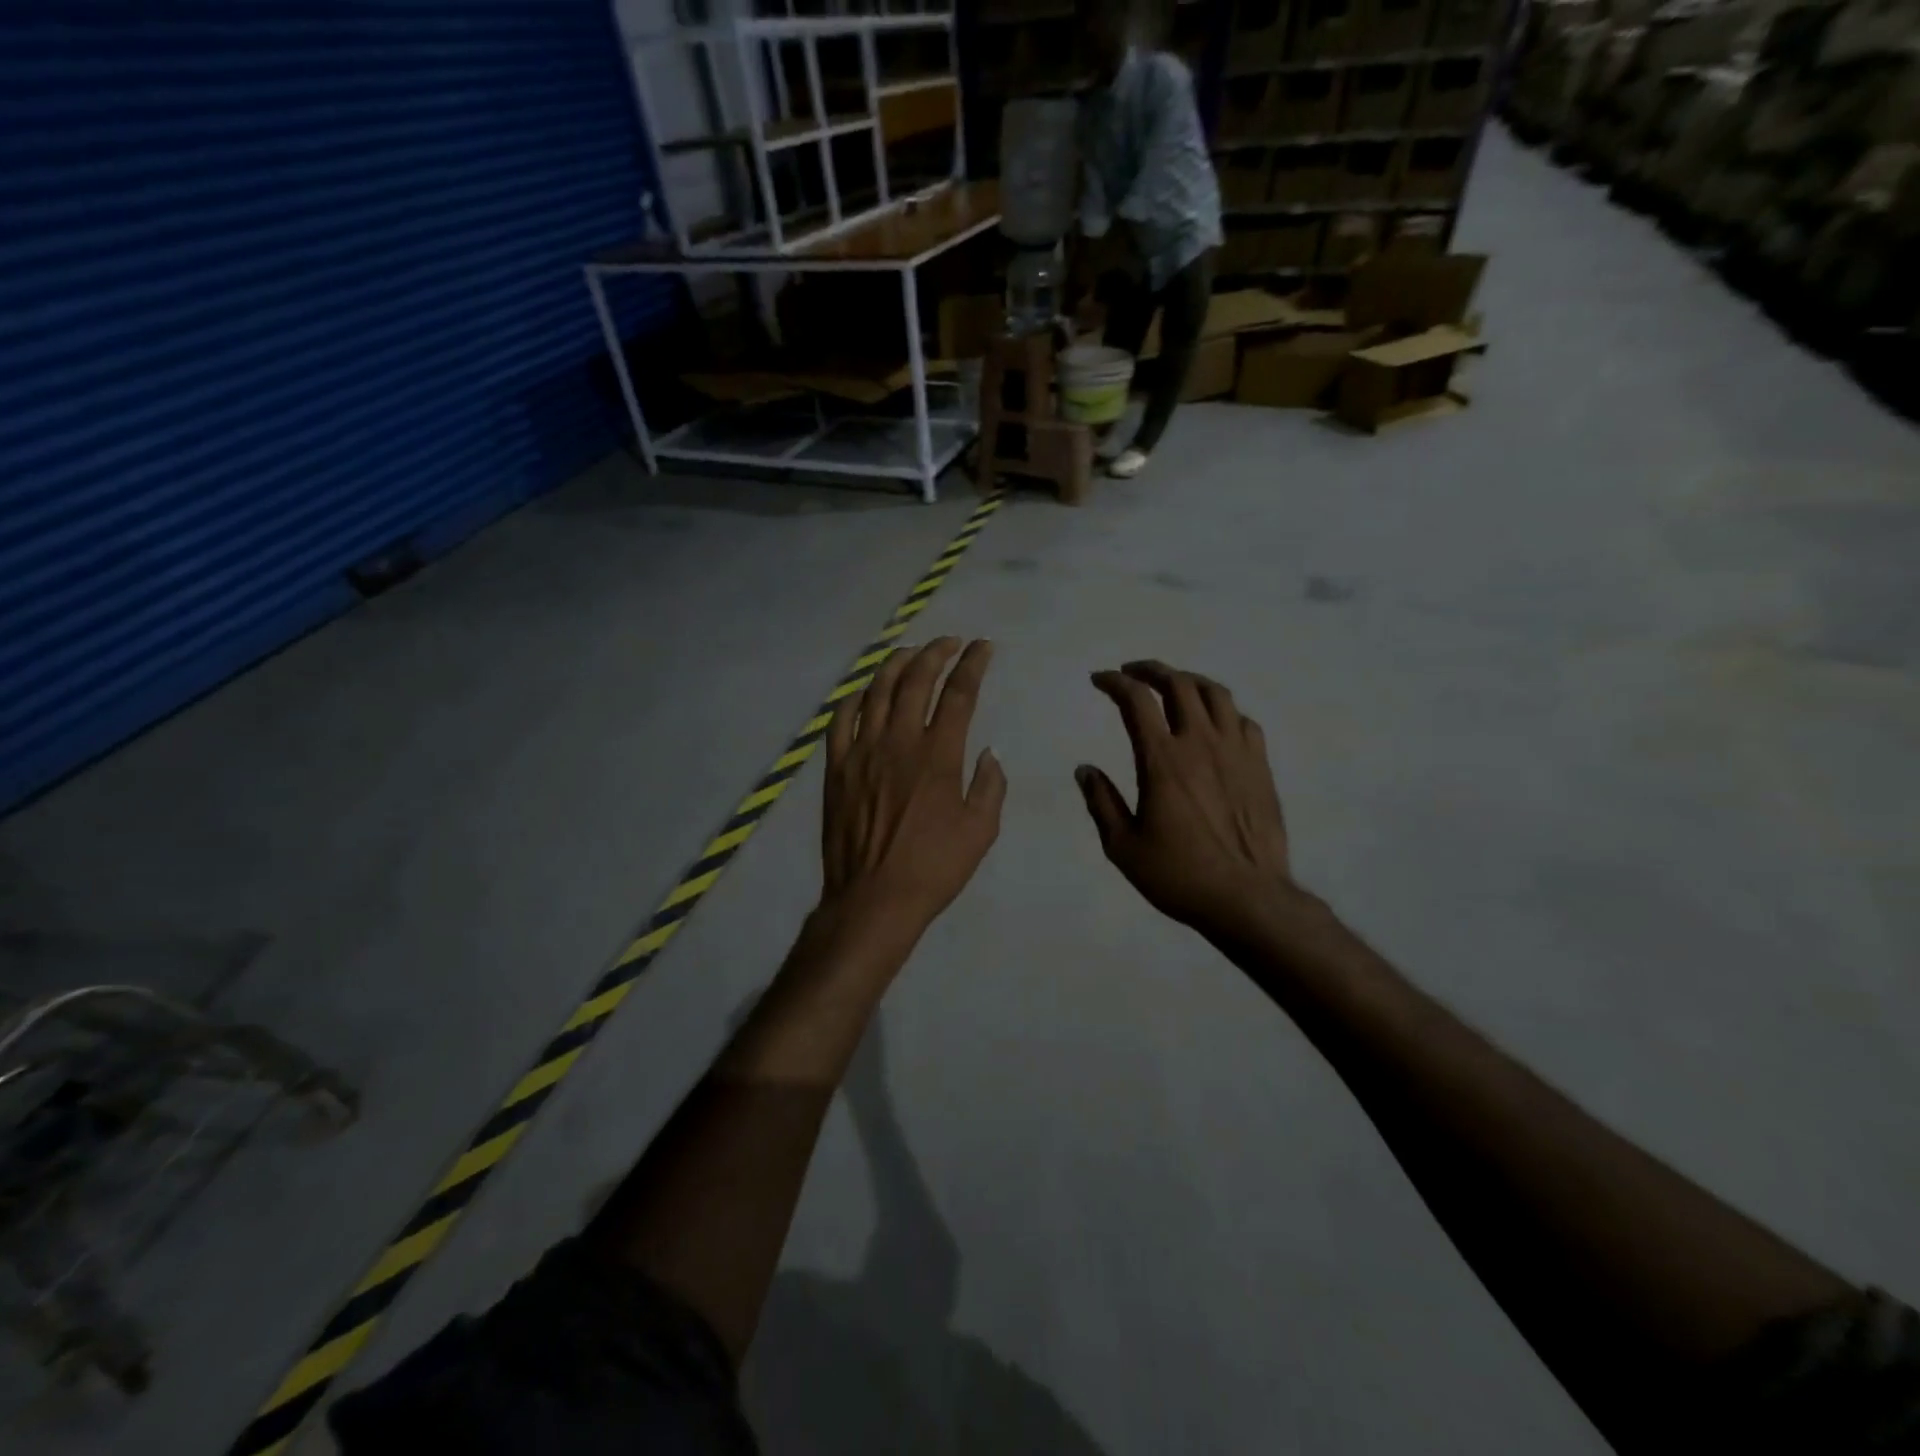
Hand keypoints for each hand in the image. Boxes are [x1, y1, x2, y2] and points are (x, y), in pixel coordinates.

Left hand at [822, 638, 1006, 932]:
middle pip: (916, 680)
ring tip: (911, 651)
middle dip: (936, 652)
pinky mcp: (836, 767)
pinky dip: (855, 696)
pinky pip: (841, 719)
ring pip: (877, 690)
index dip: (973, 664)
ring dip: (896, 663)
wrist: (874, 899)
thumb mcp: (981, 832)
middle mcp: (899, 741)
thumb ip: (989, 786)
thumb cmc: (934, 868)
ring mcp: (862, 751)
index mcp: (939, 755)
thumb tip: (988, 752)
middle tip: (950, 642)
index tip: (982, 647)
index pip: (959, 693)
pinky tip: (865, 689)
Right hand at [1076, 661, 1292, 941]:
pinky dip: (1222, 710)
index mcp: (1162, 759)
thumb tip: (1084, 769)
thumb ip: (1101, 802)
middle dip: (1150, 670)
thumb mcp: (1123, 846)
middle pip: (1179, 684)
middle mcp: (1200, 742)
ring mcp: (1236, 751)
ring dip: (1189, 680)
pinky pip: (1243, 720)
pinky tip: (1214, 722)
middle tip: (1132, 672)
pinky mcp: (1261, 765)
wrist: (1248, 897)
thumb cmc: (1179, 875)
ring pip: (1215, 694)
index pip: (1136, 700)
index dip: (1114, 682)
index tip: (1100, 679)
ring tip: (1174, 685)